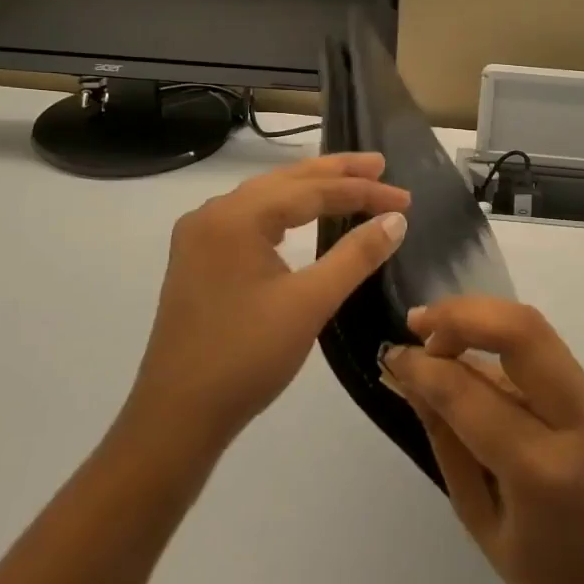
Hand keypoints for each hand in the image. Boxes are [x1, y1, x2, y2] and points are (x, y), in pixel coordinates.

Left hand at [122, 153, 409, 458]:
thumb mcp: (309, 303)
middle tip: (380, 166)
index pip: (310, 190)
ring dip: (310, 190)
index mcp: (234, 217)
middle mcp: (212, 215)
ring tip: (352, 183)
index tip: (405, 198)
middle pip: (284, 182)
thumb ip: (355, 255)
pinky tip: (304, 216)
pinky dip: (286, 212)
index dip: (362, 192)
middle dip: (336, 174)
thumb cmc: (246, 356)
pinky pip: (250, 220)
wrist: (177, 417)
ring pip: (266, 199)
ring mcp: (200, 238)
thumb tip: (396, 219)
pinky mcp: (198, 261)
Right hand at [382, 299, 583, 583]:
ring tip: (434, 332)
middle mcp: (578, 418)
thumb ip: (448, 443)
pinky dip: (499, 338)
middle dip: (460, 316)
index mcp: (544, 469)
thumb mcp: (482, 522)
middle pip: (519, 330)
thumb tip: (413, 381)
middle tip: (417, 326)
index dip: (424, 368)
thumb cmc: (553, 581)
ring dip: (480, 318)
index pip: (471, 393)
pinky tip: (468, 354)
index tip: (393, 357)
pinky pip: (542, 349)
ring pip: (533, 328)